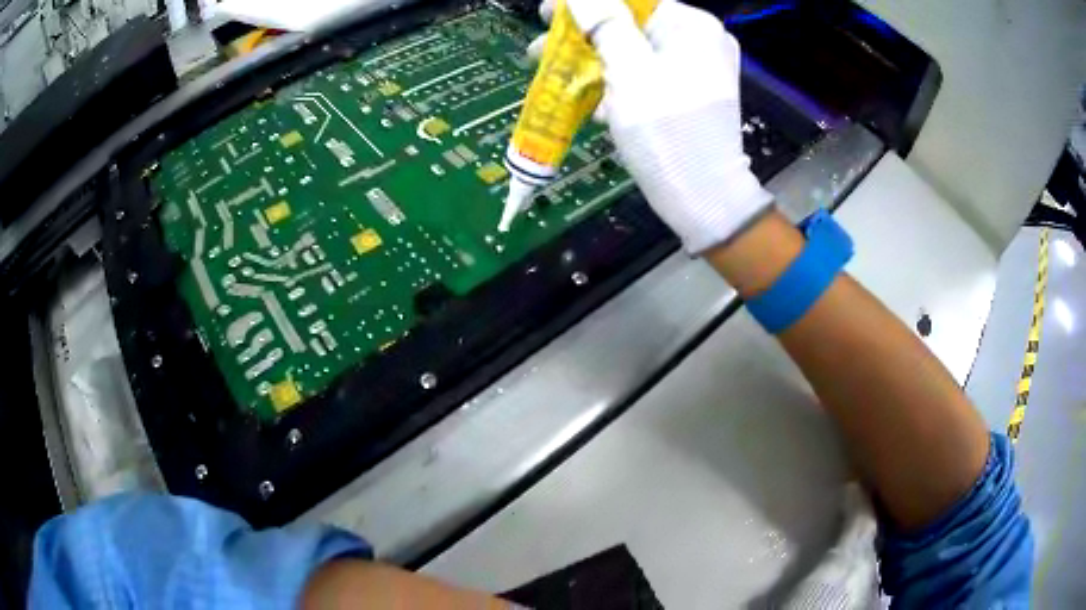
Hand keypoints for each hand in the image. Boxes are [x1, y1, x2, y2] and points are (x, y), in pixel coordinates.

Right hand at [561, 0, 772, 252]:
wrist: (702, 197)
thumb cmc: (666, 129)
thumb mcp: (629, 70)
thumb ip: (604, 24)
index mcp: (693, 27)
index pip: (633, 0)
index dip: (587, 4)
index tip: (548, 13)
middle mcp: (700, 42)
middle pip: (631, 26)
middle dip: (584, 38)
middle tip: (541, 48)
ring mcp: (697, 70)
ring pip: (634, 53)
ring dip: (594, 64)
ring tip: (558, 79)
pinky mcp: (689, 95)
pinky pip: (646, 77)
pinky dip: (618, 85)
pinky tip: (596, 105)